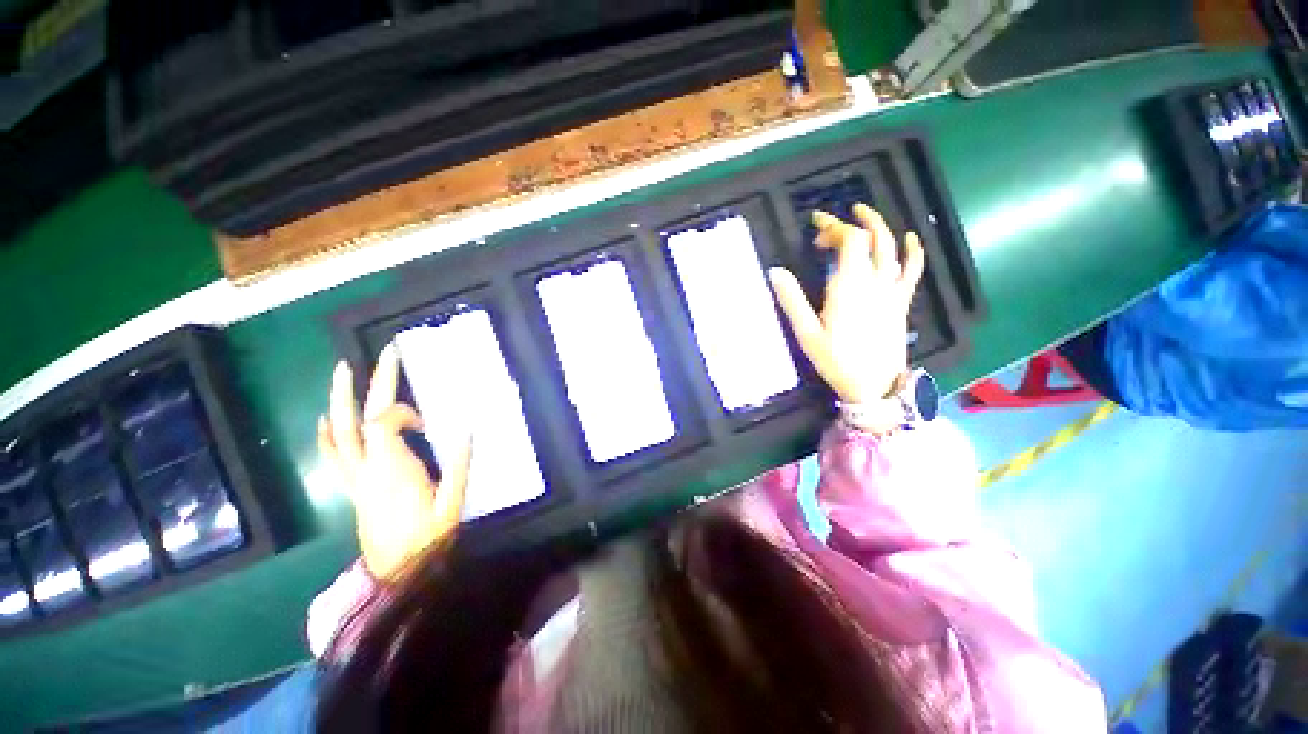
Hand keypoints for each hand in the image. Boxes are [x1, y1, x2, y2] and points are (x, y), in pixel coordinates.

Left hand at [317, 345, 470, 580]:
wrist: (400, 574)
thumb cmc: (429, 540)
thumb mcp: (453, 503)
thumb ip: (459, 465)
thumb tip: (467, 428)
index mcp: (392, 471)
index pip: (384, 424)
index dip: (402, 412)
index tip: (426, 423)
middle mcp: (366, 470)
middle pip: (360, 420)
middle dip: (371, 385)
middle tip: (384, 355)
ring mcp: (355, 479)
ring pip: (339, 434)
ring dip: (340, 401)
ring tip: (342, 371)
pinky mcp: (353, 488)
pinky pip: (333, 457)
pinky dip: (326, 435)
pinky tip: (325, 420)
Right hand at [768, 203, 923, 403]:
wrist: (874, 385)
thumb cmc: (836, 360)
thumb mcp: (806, 333)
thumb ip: (791, 300)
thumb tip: (775, 271)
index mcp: (848, 286)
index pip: (849, 240)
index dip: (833, 227)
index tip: (815, 229)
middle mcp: (874, 281)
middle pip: (868, 239)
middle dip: (848, 224)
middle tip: (828, 225)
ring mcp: (891, 290)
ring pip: (891, 247)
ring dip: (878, 225)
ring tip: (863, 213)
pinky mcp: (901, 301)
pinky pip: (912, 270)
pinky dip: (913, 250)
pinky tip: (909, 237)